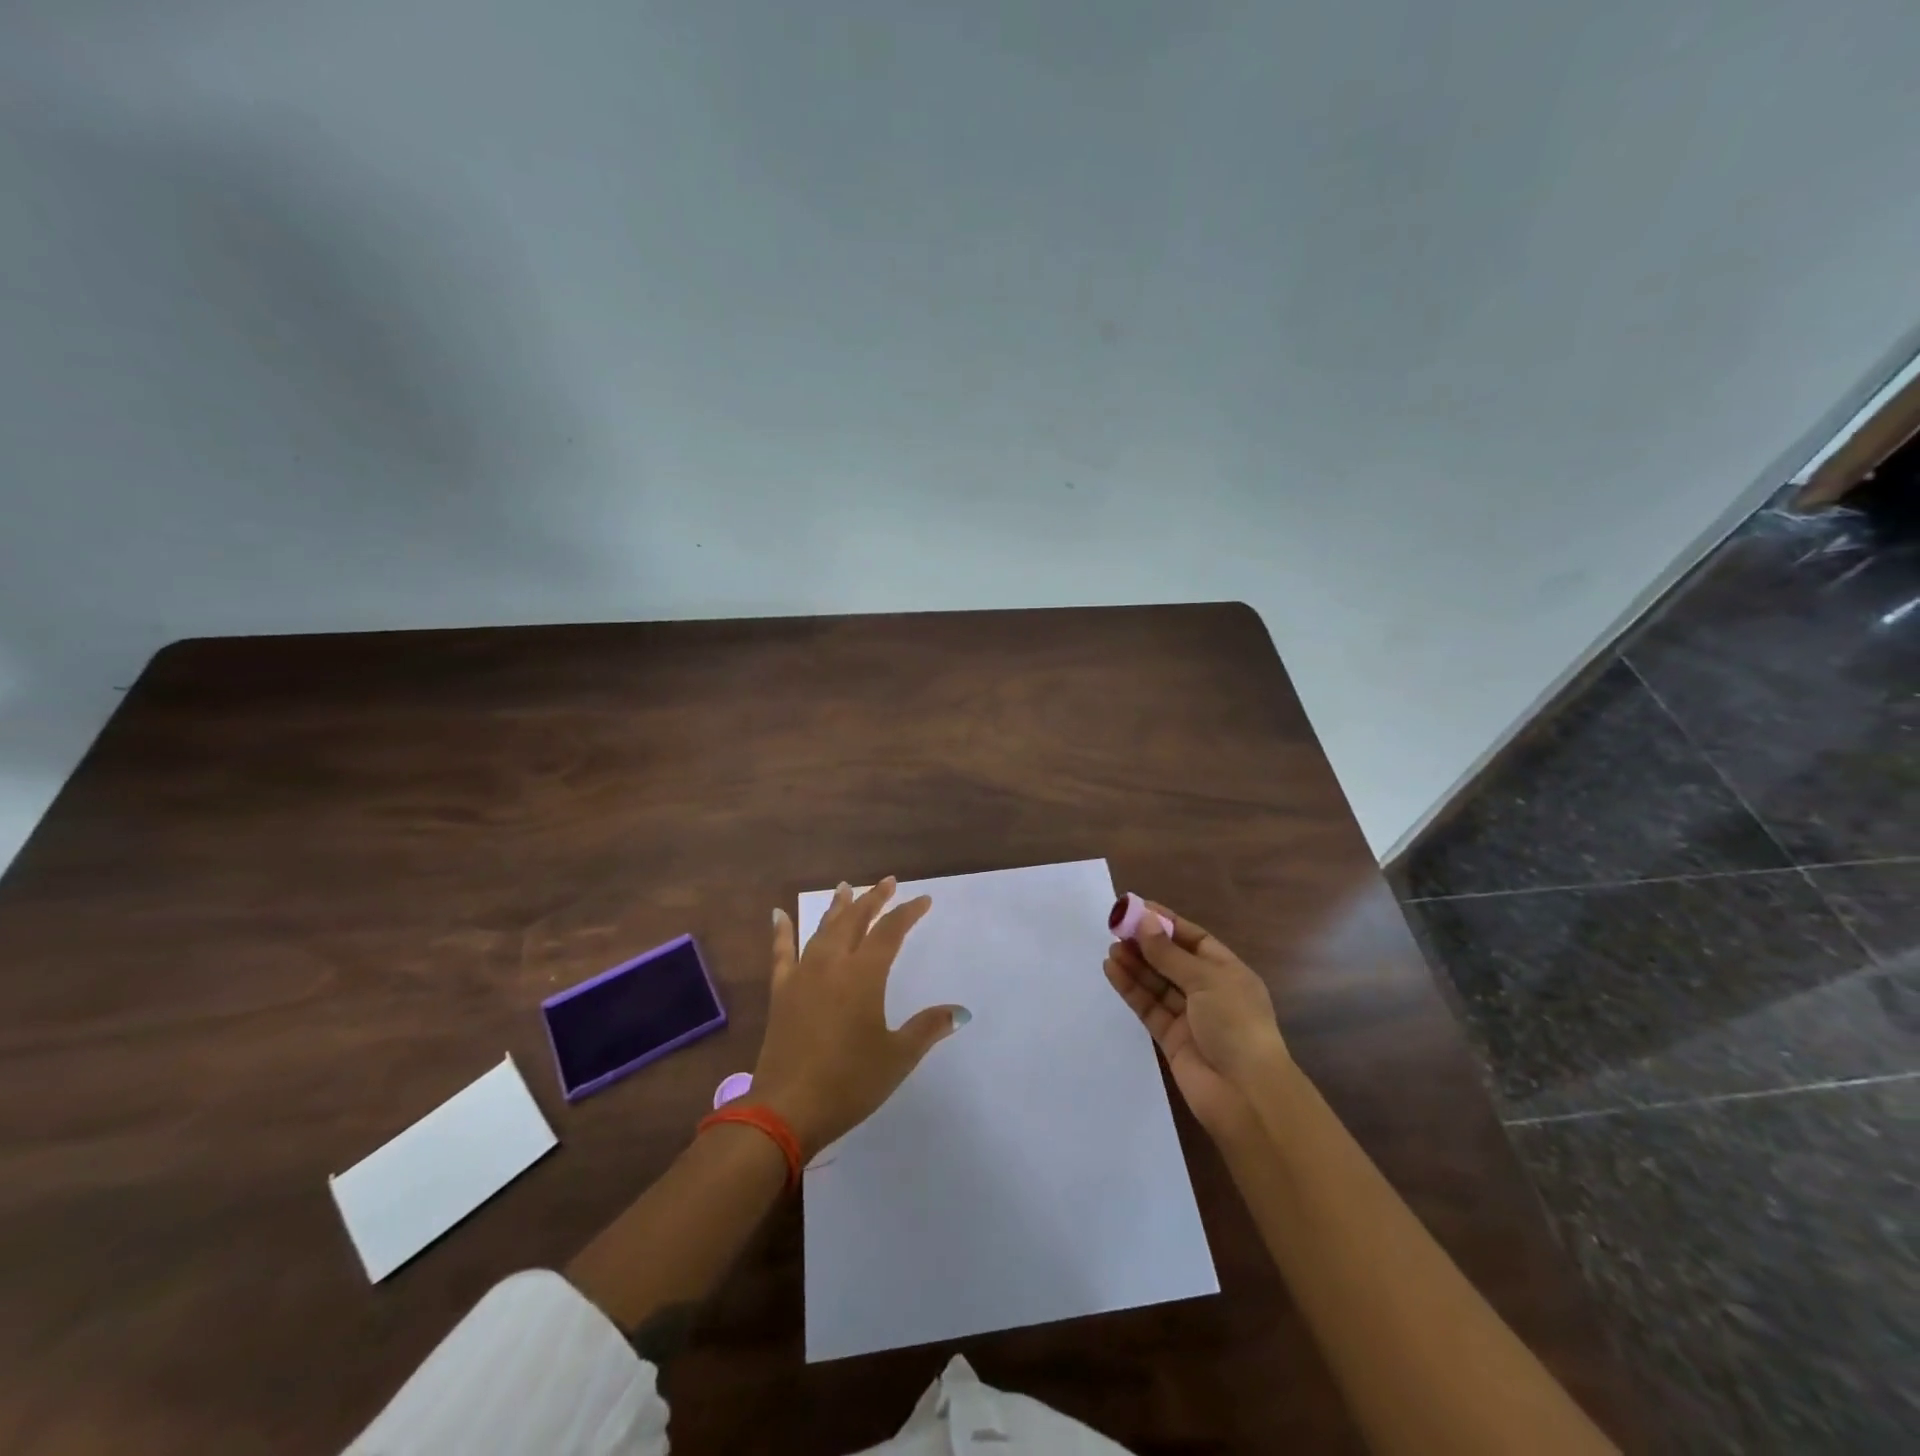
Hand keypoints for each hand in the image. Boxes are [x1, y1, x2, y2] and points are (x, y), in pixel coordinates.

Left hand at [749, 878, 965, 1158]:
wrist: (786, 1109)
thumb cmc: (849, 1082)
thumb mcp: (897, 1057)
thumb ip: (927, 1028)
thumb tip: (960, 1011)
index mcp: (864, 975)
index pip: (890, 932)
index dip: (908, 913)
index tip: (923, 900)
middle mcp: (833, 964)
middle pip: (855, 920)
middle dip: (874, 899)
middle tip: (888, 882)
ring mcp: (803, 975)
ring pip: (823, 930)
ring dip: (838, 908)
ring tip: (846, 887)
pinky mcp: (781, 992)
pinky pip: (781, 953)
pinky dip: (781, 931)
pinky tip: (778, 914)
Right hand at [1104, 900, 1286, 1136]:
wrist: (1246, 1095)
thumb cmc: (1236, 1024)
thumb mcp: (1205, 980)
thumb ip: (1168, 954)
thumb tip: (1143, 922)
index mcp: (1229, 972)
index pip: (1194, 939)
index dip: (1167, 923)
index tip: (1138, 908)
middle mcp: (1209, 992)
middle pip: (1172, 960)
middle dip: (1147, 944)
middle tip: (1116, 928)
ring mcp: (1189, 1016)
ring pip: (1157, 983)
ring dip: (1135, 964)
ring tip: (1111, 948)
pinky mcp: (1171, 1038)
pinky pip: (1148, 1006)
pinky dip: (1131, 988)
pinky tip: (1112, 970)